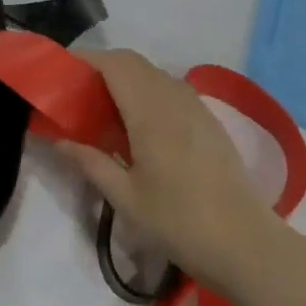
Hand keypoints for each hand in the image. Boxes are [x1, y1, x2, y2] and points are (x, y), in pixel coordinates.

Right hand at [54, 49, 284, 295]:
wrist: (246, 245)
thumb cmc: (180, 222)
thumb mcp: (125, 198)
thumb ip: (90, 162)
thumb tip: (59, 140)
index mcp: (150, 111)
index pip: (114, 64)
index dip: (85, 60)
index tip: (60, 72)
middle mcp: (173, 97)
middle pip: (132, 62)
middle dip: (101, 67)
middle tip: (75, 93)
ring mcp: (195, 107)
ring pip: (152, 74)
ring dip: (124, 78)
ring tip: (101, 109)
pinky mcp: (208, 121)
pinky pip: (169, 89)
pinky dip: (145, 91)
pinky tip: (136, 125)